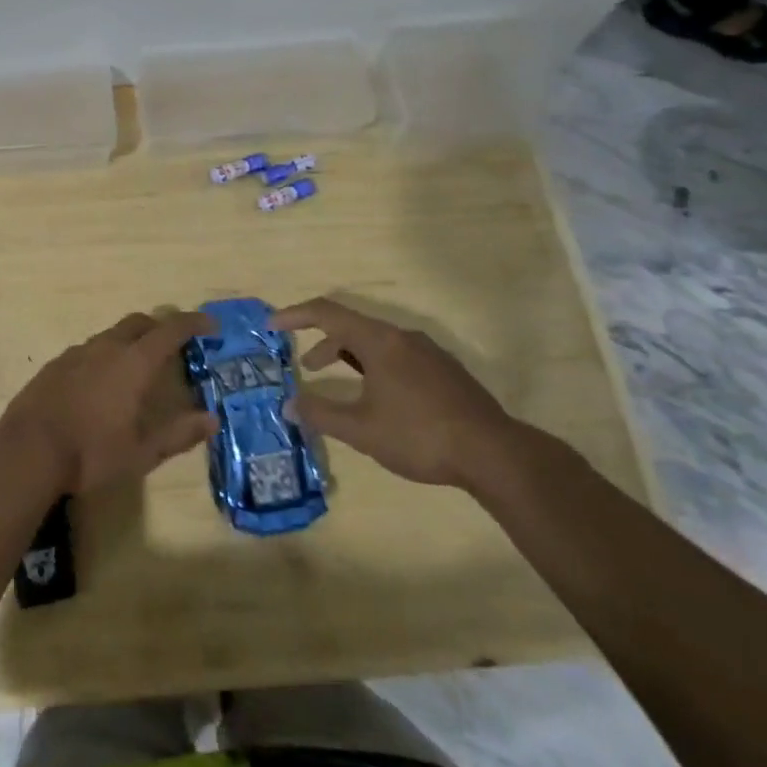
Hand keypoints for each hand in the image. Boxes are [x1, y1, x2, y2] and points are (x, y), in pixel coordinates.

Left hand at [0, 311, 220, 493]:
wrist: (27, 451)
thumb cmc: (91, 453)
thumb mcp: (142, 452)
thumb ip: (178, 434)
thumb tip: (212, 420)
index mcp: (133, 363)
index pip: (170, 330)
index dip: (193, 324)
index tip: (210, 326)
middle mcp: (106, 348)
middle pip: (139, 323)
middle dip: (160, 327)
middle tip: (174, 344)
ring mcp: (76, 353)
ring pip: (111, 335)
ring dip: (130, 342)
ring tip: (137, 367)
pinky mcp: (54, 365)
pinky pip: (88, 350)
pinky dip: (104, 356)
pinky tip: (100, 383)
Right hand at [276, 297, 518, 488]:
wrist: (494, 453)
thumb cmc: (419, 435)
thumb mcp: (361, 429)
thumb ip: (321, 413)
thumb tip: (288, 404)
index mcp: (380, 341)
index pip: (327, 313)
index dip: (295, 315)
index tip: (271, 325)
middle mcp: (403, 337)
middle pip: (353, 327)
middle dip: (324, 343)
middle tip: (306, 367)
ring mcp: (429, 353)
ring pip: (378, 343)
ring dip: (350, 357)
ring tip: (341, 386)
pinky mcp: (445, 371)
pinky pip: (398, 356)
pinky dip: (375, 366)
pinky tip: (380, 399)